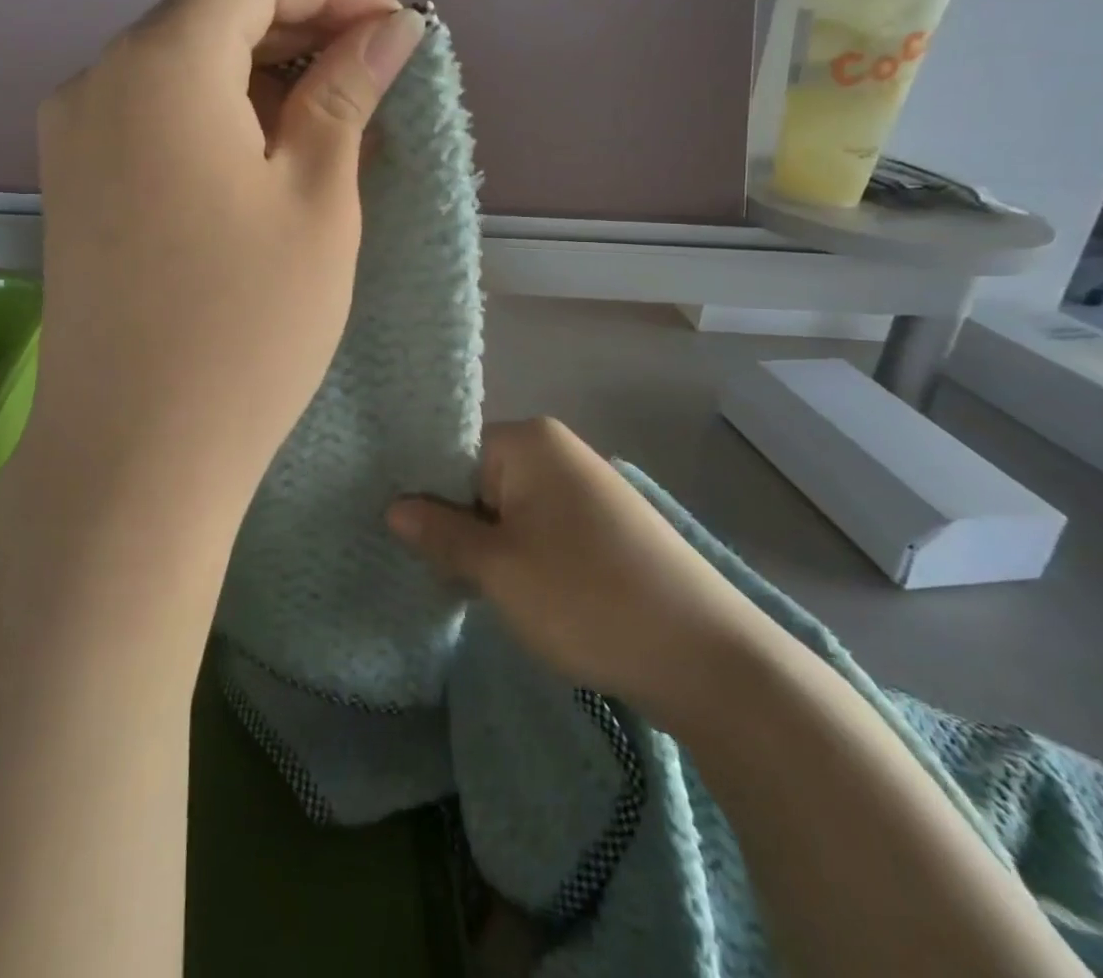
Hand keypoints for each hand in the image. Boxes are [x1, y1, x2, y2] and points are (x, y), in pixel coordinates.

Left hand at [31, 0, 426, 510]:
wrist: (133, 454)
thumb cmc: (245, 328)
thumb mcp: (317, 200)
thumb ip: (346, 93)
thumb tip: (387, 30)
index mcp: (158, 64)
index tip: (393, 33)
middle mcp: (97, 78)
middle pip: (209, 14)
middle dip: (299, 30)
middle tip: (372, 81)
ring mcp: (72, 134)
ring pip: (180, 66)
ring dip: (259, 77)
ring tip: (329, 127)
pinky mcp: (72, 184)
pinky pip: (152, 117)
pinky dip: (215, 118)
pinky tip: (263, 162)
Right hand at [386, 418, 780, 729]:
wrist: (708, 661)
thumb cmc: (587, 598)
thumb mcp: (498, 568)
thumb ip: (440, 533)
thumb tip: (393, 507)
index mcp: (530, 441)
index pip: (451, 452)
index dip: (423, 495)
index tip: (399, 536)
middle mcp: (559, 452)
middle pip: (479, 480)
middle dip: (454, 524)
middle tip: (429, 570)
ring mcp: (586, 489)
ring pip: (508, 510)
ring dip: (486, 547)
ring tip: (466, 588)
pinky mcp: (604, 528)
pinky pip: (540, 530)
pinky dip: (519, 557)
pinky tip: (514, 595)